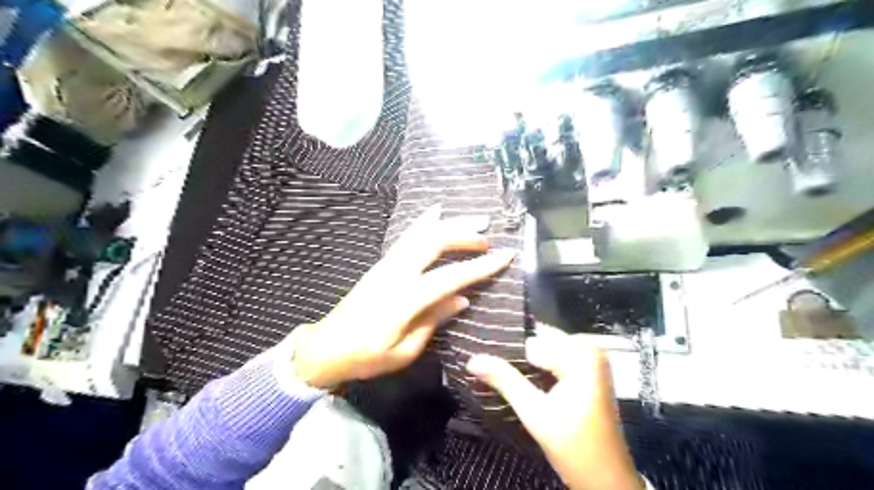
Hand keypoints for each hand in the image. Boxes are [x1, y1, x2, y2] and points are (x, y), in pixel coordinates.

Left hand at [293, 204, 512, 388]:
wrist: (326, 348)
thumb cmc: (366, 357)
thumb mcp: (404, 350)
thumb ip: (434, 320)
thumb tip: (462, 299)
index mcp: (405, 299)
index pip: (451, 277)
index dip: (481, 266)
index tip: (506, 254)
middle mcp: (396, 273)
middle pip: (435, 242)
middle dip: (465, 235)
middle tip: (488, 238)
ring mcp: (386, 264)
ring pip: (421, 233)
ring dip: (449, 224)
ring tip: (473, 220)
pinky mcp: (381, 263)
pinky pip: (407, 236)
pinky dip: (424, 222)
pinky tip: (436, 212)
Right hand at [472, 329, 638, 489]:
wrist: (607, 479)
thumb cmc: (574, 446)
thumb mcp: (535, 413)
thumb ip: (505, 380)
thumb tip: (473, 359)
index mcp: (581, 355)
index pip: (532, 339)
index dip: (506, 349)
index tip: (482, 357)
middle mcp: (589, 349)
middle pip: (540, 341)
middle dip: (515, 355)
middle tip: (485, 365)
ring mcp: (590, 361)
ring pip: (545, 349)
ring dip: (524, 362)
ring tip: (497, 372)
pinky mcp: (588, 372)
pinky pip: (555, 359)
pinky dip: (537, 368)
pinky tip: (519, 379)